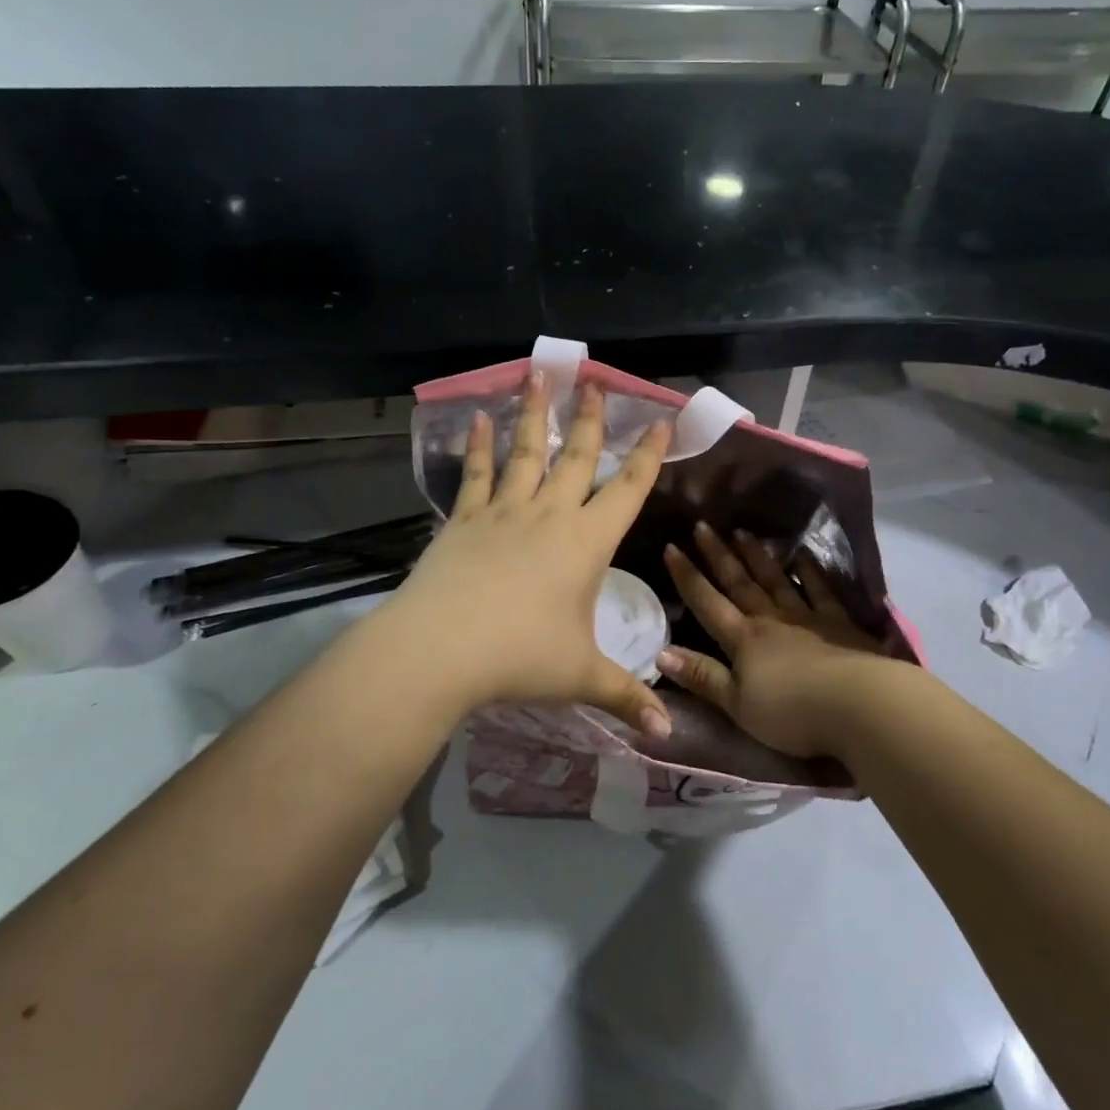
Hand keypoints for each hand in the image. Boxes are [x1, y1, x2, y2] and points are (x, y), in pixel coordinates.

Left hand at [373, 369, 673, 735]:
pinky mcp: (465, 520)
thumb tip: (667, 734)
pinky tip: (477, 419)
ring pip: (526, 452)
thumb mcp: (581, 677)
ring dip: (535, 414)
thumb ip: (626, 697)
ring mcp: (504, 513)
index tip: (659, 421)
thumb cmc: (521, 658)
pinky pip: (477, 476)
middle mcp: (550, 516)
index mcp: (586, 543)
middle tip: (594, 380)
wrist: (441, 649)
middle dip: (590, 419)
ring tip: (538, 374)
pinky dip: (479, 447)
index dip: (647, 456)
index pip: (627, 489)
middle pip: (576, 457)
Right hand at [659, 524, 891, 758]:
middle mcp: (770, 619)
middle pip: (739, 583)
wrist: (858, 704)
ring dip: (757, 556)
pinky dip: (810, 570)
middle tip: (703, 525)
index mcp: (743, 640)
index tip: (671, 547)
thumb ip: (702, 676)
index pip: (707, 603)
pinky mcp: (840, 622)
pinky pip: (820, 589)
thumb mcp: (737, 704)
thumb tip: (660, 652)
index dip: (687, 577)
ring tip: (743, 532)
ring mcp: (807, 616)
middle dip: (718, 555)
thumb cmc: (792, 712)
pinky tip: (804, 553)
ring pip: (776, 579)